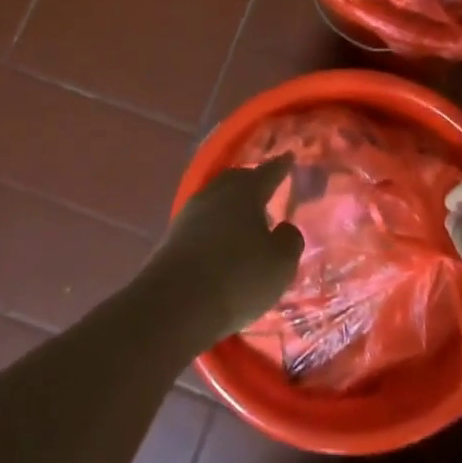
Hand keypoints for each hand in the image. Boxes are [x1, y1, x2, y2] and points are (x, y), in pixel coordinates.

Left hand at [147, 156, 303, 340]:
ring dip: (231, 206)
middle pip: (236, 180)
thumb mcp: (280, 264)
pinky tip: (222, 242)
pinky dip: (216, 227)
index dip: (281, 166)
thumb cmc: (238, 278)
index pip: (267, 172)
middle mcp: (214, 194)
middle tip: (266, 187)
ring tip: (246, 218)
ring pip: (216, 200)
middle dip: (252, 182)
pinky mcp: (171, 239)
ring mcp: (188, 215)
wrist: (174, 306)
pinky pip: (202, 223)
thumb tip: (284, 229)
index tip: (288, 156)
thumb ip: (290, 241)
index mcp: (244, 192)